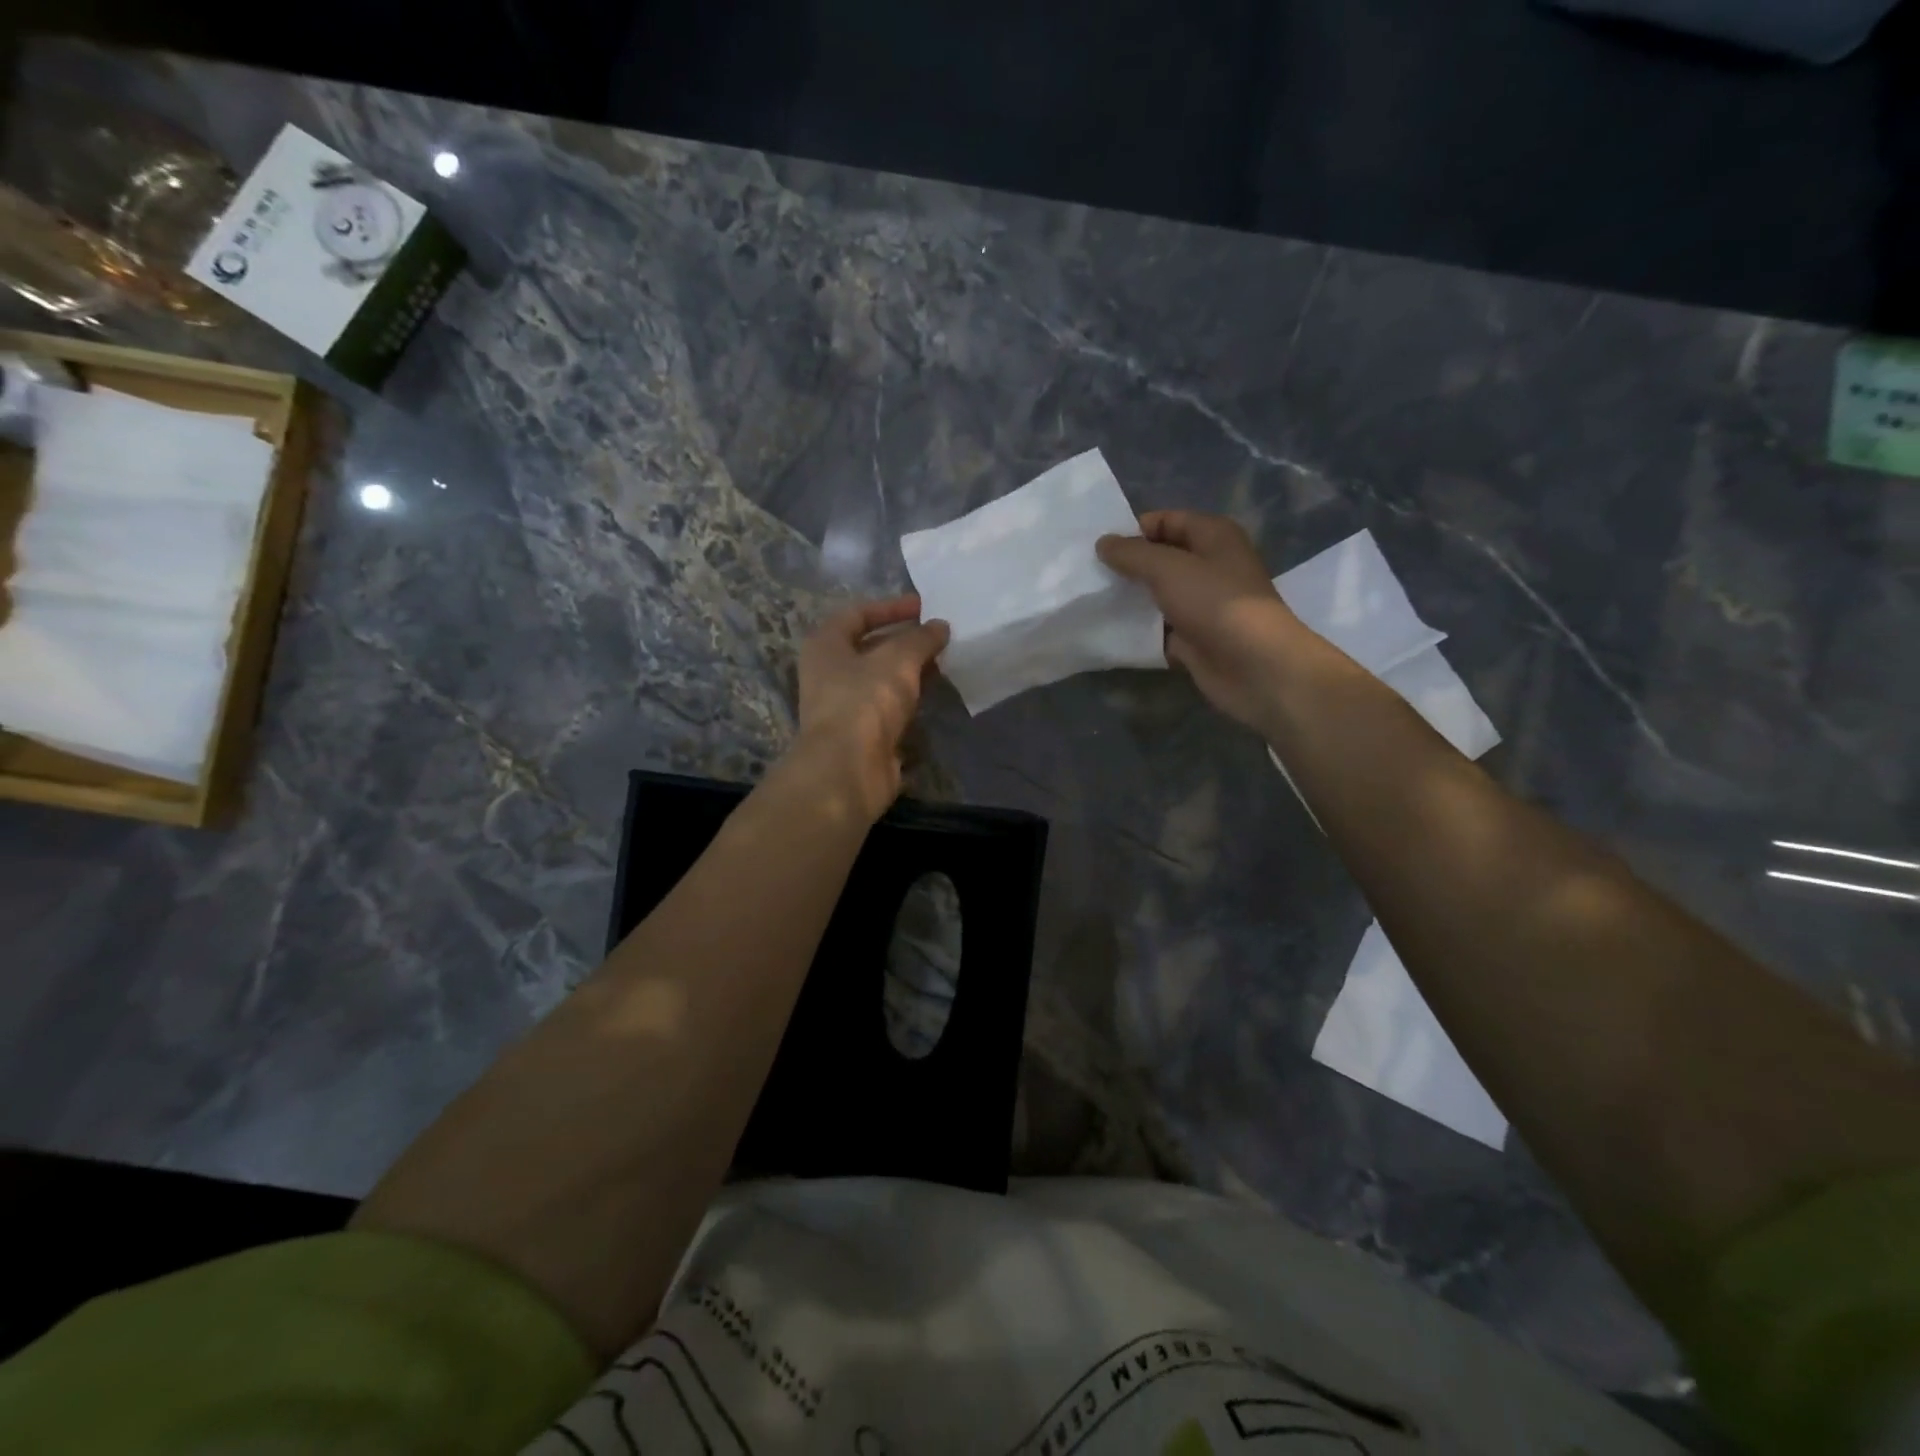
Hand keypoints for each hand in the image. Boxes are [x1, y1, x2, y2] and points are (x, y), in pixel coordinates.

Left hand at [791, 595, 949, 821]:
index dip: (891, 607)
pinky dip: (909, 700)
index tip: (924, 607)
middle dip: (905, 641)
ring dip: (910, 671)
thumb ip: (921, 638)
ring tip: (944, 662)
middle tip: (940, 636)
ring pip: (881, 679)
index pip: (857, 614)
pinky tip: (934, 696)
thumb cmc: (866, 700)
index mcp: (825, 645)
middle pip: (870, 647)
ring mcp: (844, 706)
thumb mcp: (898, 659)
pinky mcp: (861, 734)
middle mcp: (829, 672)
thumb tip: (939, 626)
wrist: (848, 769)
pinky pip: (888, 708)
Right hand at [1097, 511, 1311, 731]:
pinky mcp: (1195, 637)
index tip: (1099, 548)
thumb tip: (1103, 543)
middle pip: (1161, 557)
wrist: (1254, 666)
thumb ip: (1132, 554)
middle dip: (1128, 565)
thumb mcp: (1168, 568)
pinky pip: (1160, 627)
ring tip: (1092, 601)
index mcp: (1213, 536)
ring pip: (1158, 594)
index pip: (1167, 520)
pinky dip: (1140, 630)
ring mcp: (1203, 604)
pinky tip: (1110, 631)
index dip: (1134, 530)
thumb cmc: (1216, 604)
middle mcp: (1210, 565)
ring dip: (1131, 599)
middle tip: (1089, 575)